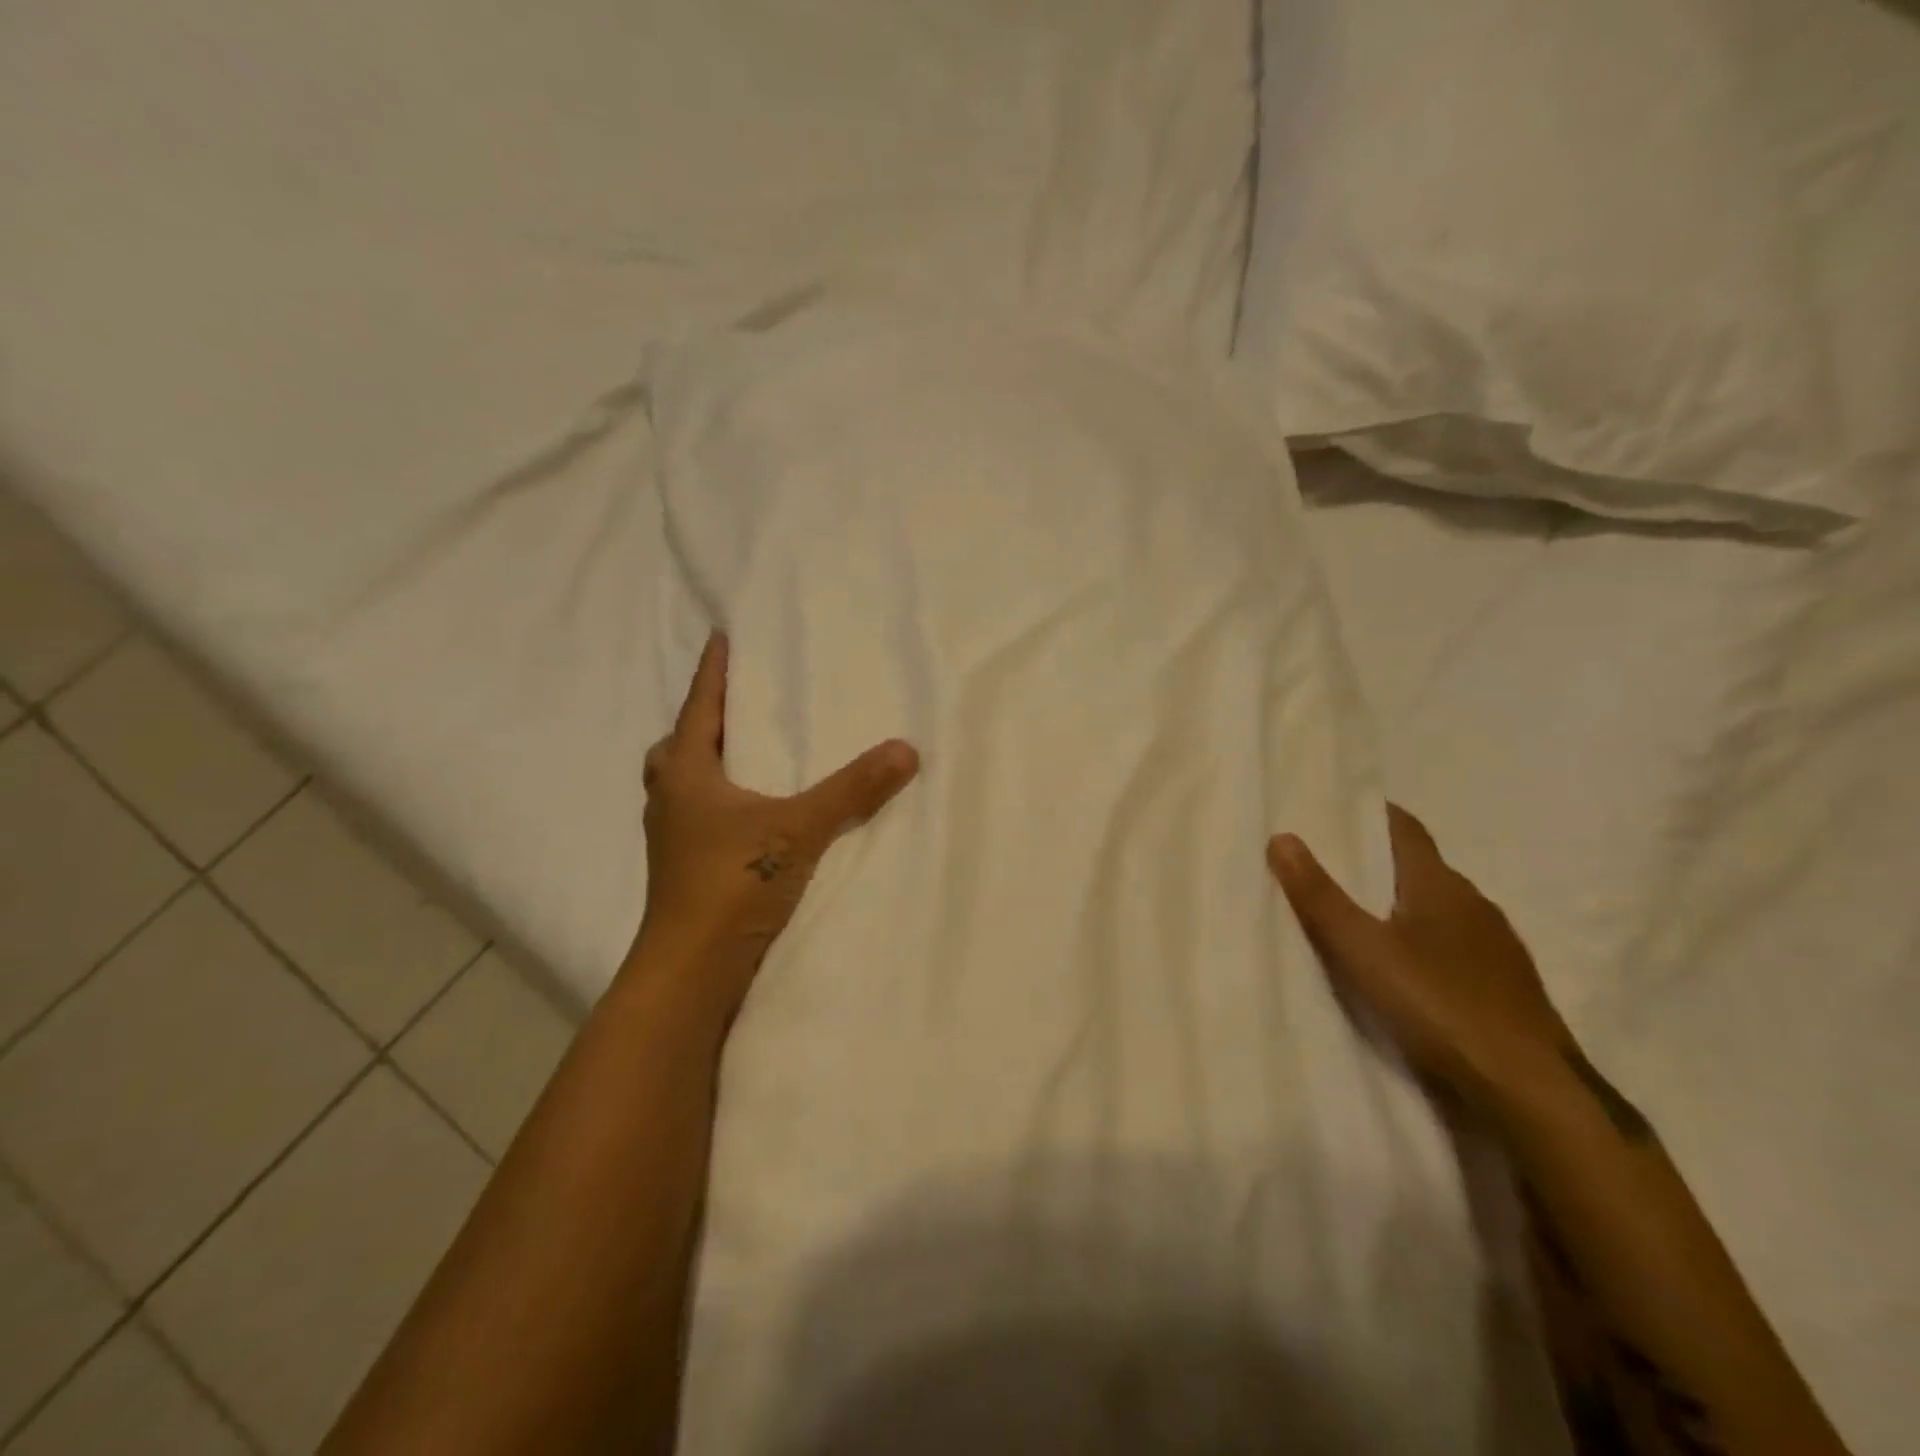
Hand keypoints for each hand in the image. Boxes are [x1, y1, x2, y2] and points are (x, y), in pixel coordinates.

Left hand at [630, 632, 919, 1012]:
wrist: (691, 971)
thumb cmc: (732, 883)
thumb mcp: (799, 829)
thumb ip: (853, 790)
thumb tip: (906, 749)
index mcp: (687, 775)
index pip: (698, 708)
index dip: (712, 672)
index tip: (720, 637)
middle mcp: (670, 801)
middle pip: (678, 748)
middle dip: (701, 723)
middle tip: (731, 708)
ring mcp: (672, 840)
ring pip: (683, 787)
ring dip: (705, 767)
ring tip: (743, 759)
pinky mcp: (684, 871)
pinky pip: (697, 819)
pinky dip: (718, 804)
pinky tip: (749, 816)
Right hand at [1267, 805, 1573, 1115]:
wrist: (1529, 1091)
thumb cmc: (1437, 1004)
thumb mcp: (1361, 949)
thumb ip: (1320, 896)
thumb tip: (1282, 837)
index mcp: (1440, 885)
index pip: (1406, 830)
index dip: (1375, 815)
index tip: (1340, 809)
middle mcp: (1475, 905)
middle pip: (1422, 869)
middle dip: (1381, 863)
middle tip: (1334, 866)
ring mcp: (1498, 948)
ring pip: (1442, 911)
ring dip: (1405, 907)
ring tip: (1364, 918)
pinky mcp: (1509, 988)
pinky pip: (1458, 948)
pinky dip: (1428, 944)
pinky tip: (1409, 970)